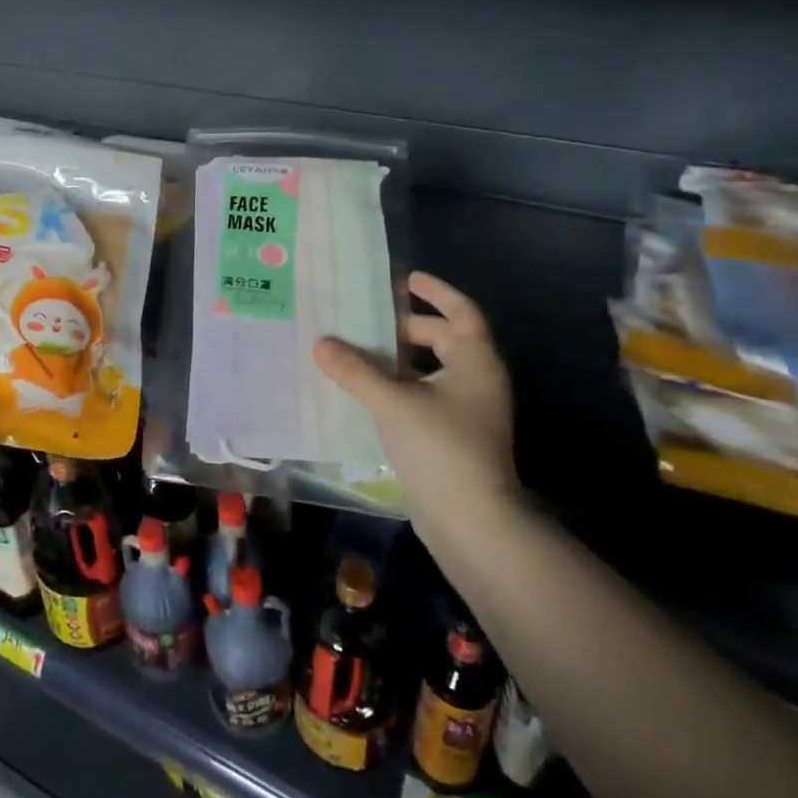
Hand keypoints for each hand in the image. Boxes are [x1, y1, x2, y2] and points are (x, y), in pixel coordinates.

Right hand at [312, 272, 519, 551]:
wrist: (471, 520)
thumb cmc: (440, 446)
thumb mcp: (392, 401)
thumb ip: (355, 370)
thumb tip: (320, 342)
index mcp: (475, 362)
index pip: (461, 312)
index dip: (436, 292)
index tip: (406, 278)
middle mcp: (476, 381)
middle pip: (443, 340)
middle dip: (407, 327)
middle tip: (368, 318)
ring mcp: (467, 412)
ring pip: (430, 371)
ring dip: (397, 360)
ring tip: (358, 351)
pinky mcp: (452, 437)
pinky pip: (422, 397)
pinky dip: (398, 387)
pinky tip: (366, 391)